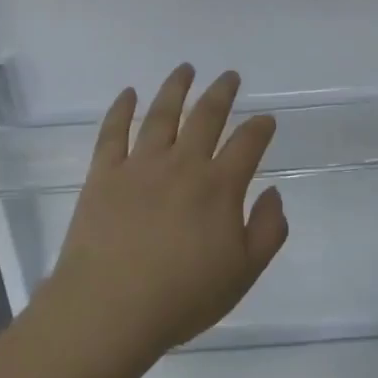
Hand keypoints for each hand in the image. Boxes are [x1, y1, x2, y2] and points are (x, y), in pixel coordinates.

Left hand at [44, 65, 288, 361]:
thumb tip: (273, 192)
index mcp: (219, 186)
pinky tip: (128, 93)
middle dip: (221, 93)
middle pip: (206, 116)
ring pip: (162, 114)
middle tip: (230, 76)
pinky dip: (121, 109)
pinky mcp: (104, 174)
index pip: (247, 143)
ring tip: (186, 69)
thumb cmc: (182, 297)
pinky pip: (113, 132)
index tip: (266, 119)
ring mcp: (140, 165)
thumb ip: (267, 230)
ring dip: (176, 88)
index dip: (260, 128)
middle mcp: (182, 164)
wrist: (109, 309)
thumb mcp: (242, 274)